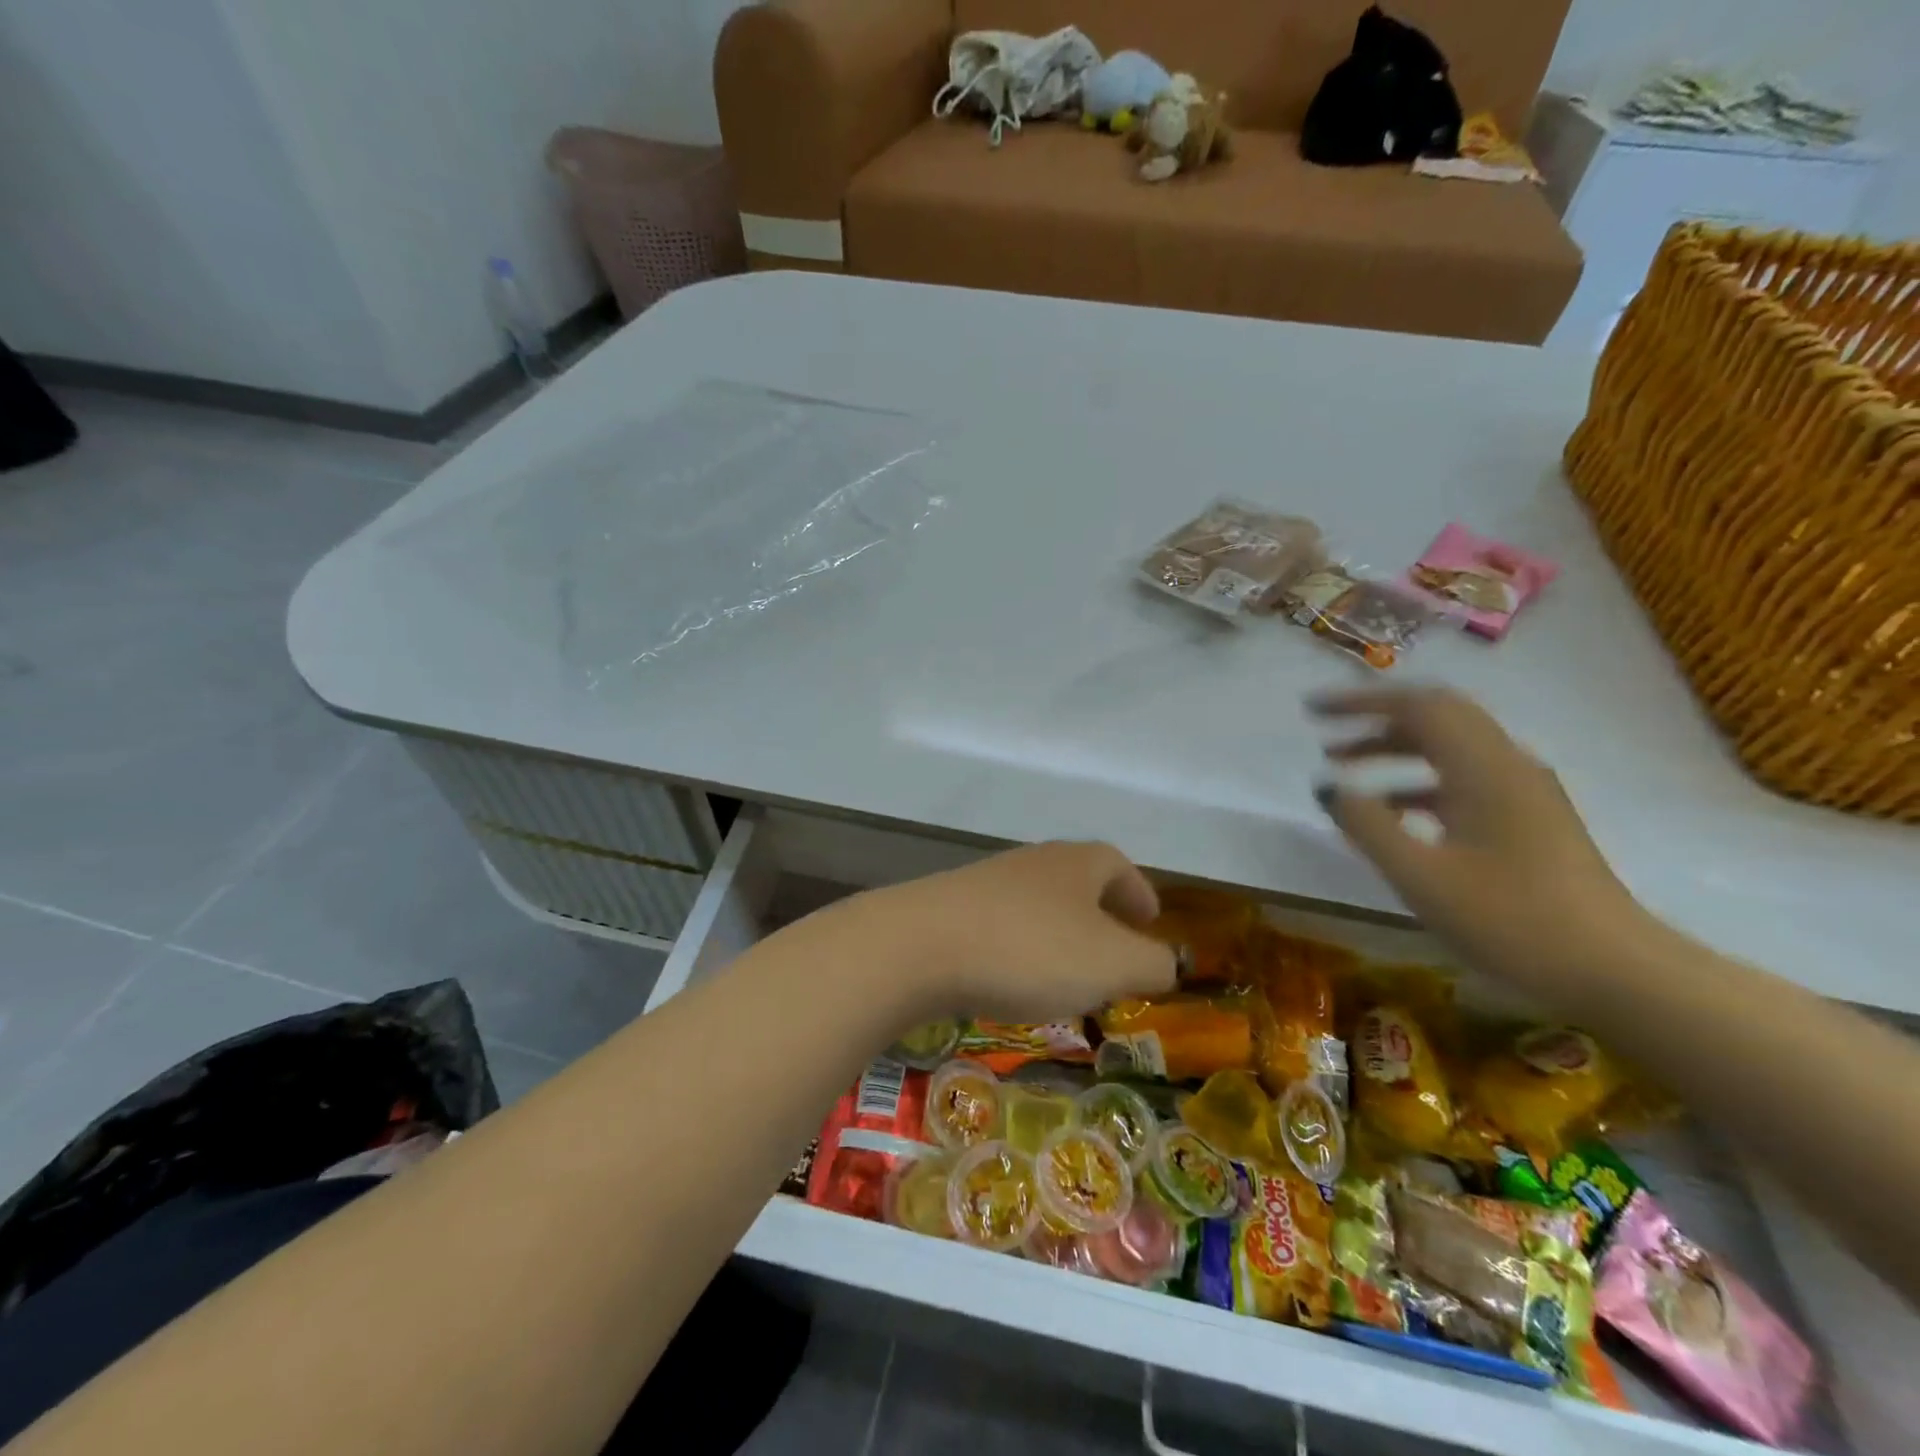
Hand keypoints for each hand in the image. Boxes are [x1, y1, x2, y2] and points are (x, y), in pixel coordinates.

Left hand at [849, 841, 1177, 1023]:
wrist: (919, 945)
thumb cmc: (1029, 949)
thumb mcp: (1110, 963)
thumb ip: (1150, 963)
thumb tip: (1166, 962)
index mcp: (1076, 863)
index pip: (1118, 865)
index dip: (1138, 892)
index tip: (1150, 920)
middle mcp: (1033, 863)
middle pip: (1077, 881)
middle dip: (1100, 915)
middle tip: (1114, 954)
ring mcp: (987, 883)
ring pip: (1039, 905)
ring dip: (1060, 936)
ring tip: (1068, 978)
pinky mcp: (951, 910)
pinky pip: (1002, 926)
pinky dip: (1021, 950)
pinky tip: (1014, 982)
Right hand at [1311, 687, 1645, 988]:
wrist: (1616, 971)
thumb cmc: (1511, 920)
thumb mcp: (1421, 876)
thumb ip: (1368, 824)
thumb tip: (1326, 785)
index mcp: (1483, 767)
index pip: (1416, 706)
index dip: (1359, 701)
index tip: (1312, 710)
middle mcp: (1506, 764)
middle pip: (1436, 717)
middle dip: (1376, 719)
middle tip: (1326, 734)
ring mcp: (1523, 790)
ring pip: (1449, 747)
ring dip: (1395, 749)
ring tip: (1346, 768)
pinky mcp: (1529, 817)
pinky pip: (1463, 778)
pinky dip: (1419, 780)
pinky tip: (1393, 811)